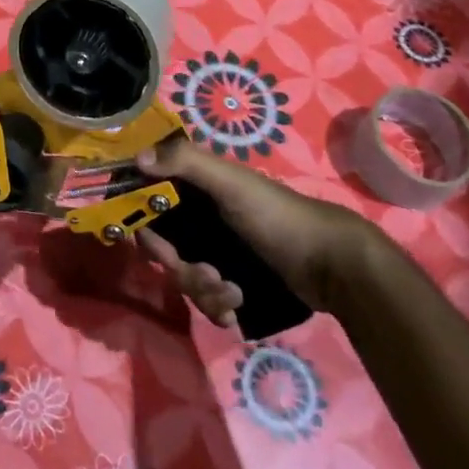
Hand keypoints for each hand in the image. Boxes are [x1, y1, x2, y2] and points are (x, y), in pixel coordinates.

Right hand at [133, 136, 379, 326]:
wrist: (332, 265)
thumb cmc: (277, 216)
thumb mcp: (231, 183)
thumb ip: (186, 162)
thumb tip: (137, 159)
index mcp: (195, 188)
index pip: (149, 202)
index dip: (144, 224)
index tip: (156, 244)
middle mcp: (200, 218)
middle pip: (164, 248)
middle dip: (182, 268)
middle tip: (210, 275)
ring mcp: (216, 252)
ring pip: (184, 277)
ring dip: (203, 291)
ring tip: (233, 295)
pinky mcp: (232, 281)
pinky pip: (205, 300)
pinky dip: (217, 307)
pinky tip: (236, 308)